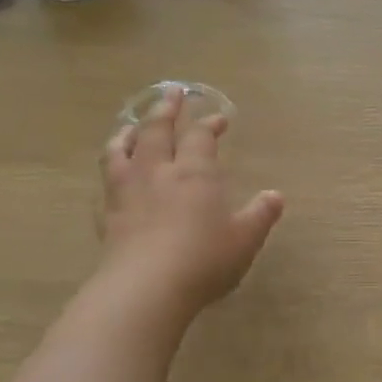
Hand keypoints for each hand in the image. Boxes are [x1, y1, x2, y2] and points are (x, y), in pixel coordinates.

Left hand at [96, 87, 284, 319]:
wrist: (146, 288)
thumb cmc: (204, 259)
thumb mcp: (245, 239)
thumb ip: (260, 214)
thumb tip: (275, 196)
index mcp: (195, 173)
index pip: (201, 137)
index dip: (210, 124)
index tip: (220, 118)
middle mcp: (159, 172)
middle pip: (158, 130)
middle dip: (166, 110)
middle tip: (171, 93)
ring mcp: (128, 191)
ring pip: (122, 149)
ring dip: (129, 131)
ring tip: (131, 124)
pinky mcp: (108, 214)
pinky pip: (106, 180)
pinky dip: (111, 167)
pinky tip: (113, 173)